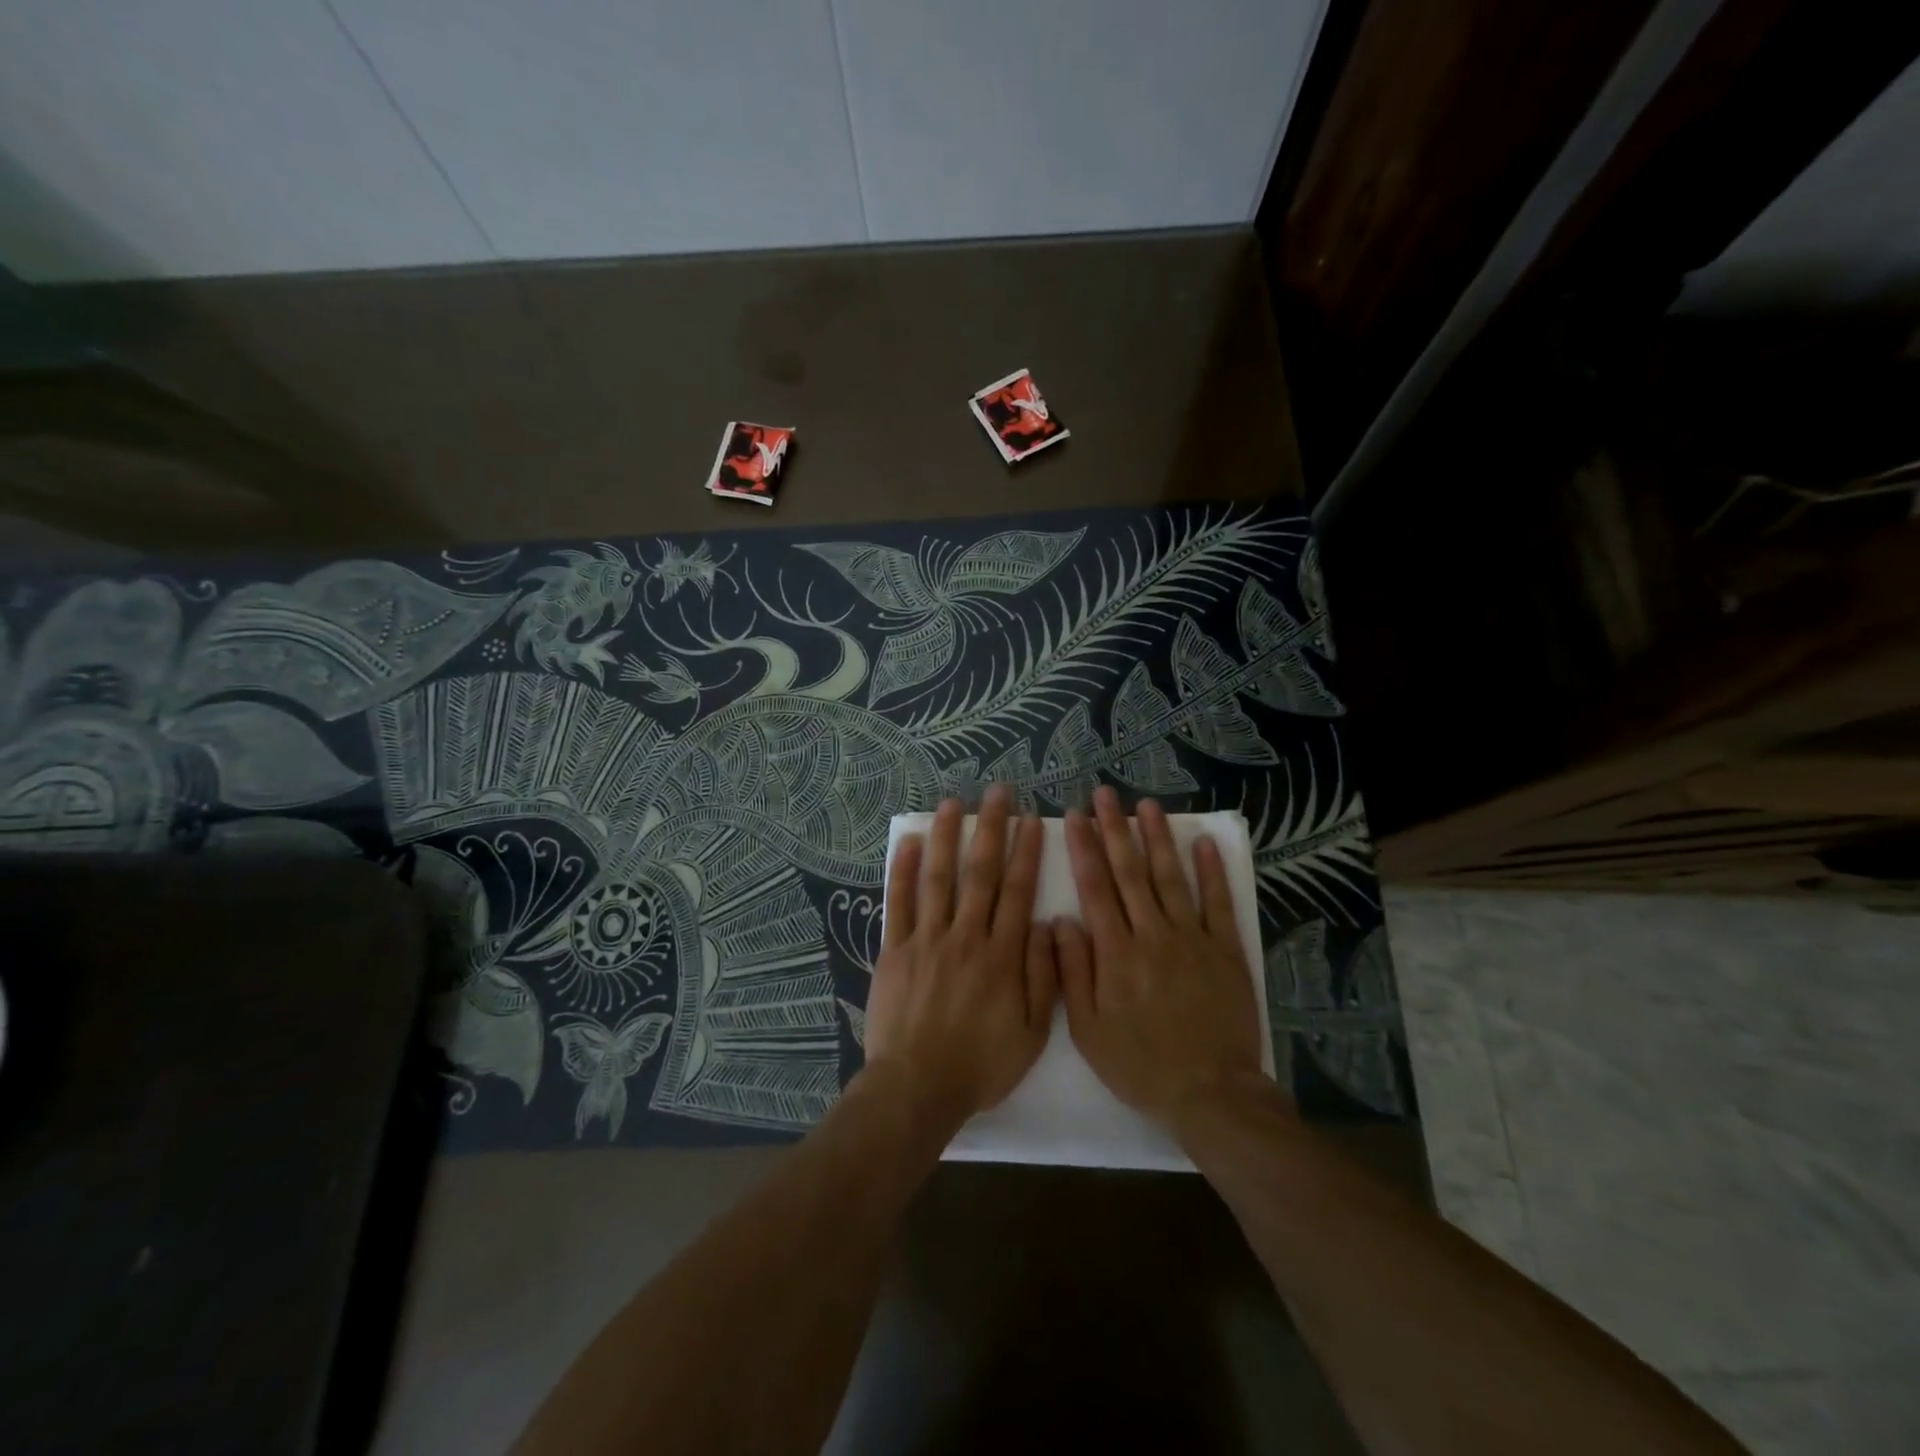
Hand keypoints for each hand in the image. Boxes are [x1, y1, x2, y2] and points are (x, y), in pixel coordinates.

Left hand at [861, 788, 1055, 1139]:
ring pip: (938, 877)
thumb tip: (1049, 924)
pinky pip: (898, 903)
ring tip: (952, 803)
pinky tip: (907, 841)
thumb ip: (1044, 977)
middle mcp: (966, 937)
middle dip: (991, 828)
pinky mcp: (895, 950)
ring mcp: (927, 940)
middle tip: (997, 792)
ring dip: (946, 836)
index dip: (1026, 852)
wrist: (917, 1087)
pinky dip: (902, 870)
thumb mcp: (1032, 1033)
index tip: (1032, 820)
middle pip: (980, 872)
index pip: (1018, 891)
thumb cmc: (980, 1064)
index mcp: (1003, 955)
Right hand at [1057, 788, 1267, 1129]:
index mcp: (1116, 953)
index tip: (1075, 816)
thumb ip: (1072, 972)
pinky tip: (1203, 843)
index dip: (1084, 848)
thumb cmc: (1140, 1064)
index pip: (1095, 887)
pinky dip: (1212, 871)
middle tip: (1105, 794)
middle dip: (1115, 829)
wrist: (1210, 1092)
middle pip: (1130, 872)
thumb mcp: (1089, 1030)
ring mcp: (1192, 938)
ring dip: (1158, 838)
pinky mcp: (1225, 950)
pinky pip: (1218, 903)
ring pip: (1171, 877)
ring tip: (1147, 805)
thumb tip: (1061, 920)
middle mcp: (1152, 934)